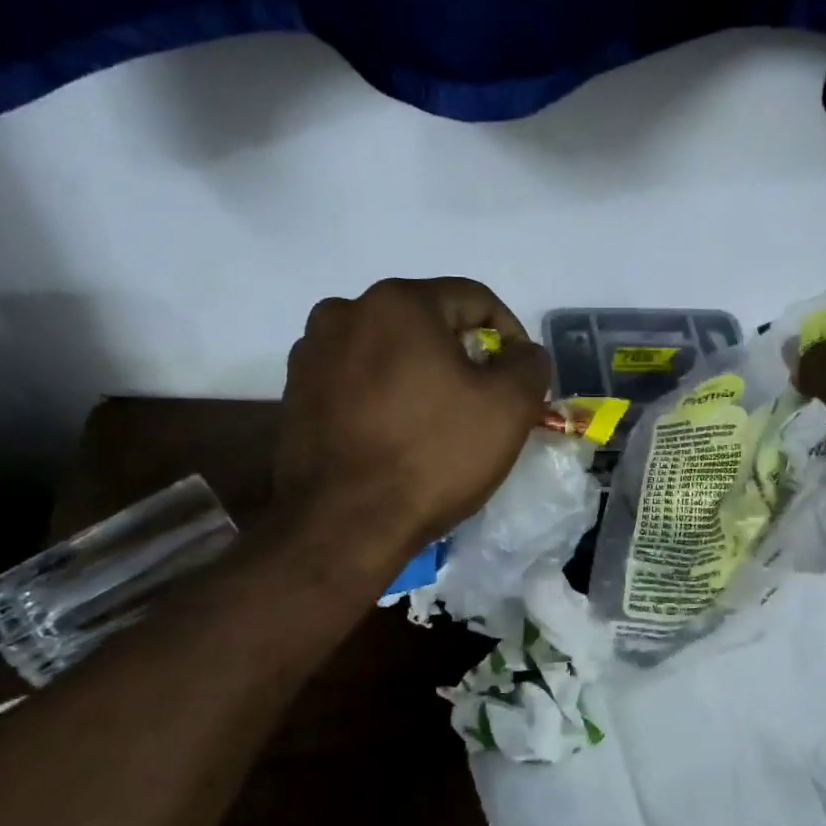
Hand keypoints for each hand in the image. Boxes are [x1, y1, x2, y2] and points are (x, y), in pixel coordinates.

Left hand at [273, 278, 551, 565]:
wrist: (344, 525)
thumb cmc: (433, 457)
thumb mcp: (509, 408)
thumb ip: (529, 364)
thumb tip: (522, 353)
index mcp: (398, 303)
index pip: (473, 299)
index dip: (510, 334)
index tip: (521, 378)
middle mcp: (345, 312)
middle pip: (427, 323)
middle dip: (462, 357)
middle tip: (484, 403)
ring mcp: (312, 354)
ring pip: (389, 352)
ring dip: (421, 375)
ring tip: (439, 422)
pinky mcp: (295, 394)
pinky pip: (357, 381)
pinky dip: (385, 397)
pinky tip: (398, 436)